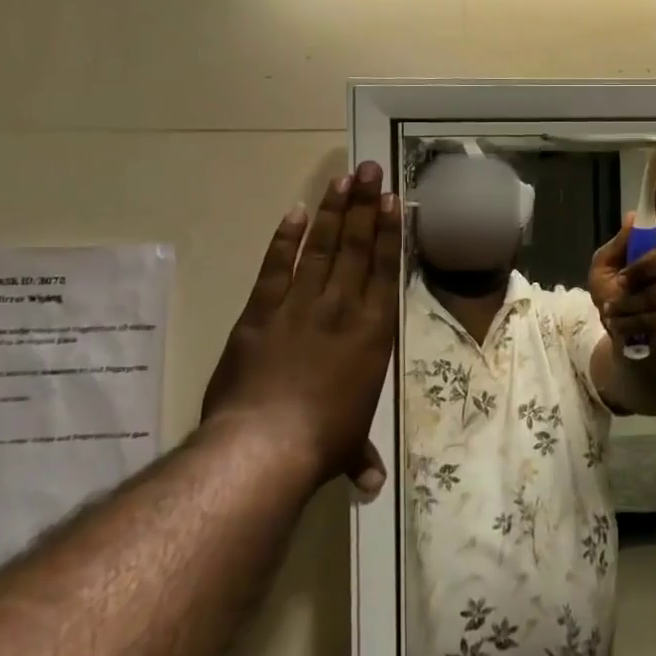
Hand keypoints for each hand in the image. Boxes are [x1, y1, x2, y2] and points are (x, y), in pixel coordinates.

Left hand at [200, 161, 400, 496]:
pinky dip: (285, 240)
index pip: (384, 270)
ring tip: (344, 179)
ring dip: (333, 212)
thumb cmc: (321, 442)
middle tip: (371, 169)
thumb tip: (372, 487)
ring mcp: (300, 306)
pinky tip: (295, 213)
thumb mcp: (348, 447)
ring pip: (321, 248)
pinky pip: (276, 269)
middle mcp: (342, 308)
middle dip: (365, 206)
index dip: (390, 232)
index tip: (394, 200)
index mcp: (373, 332)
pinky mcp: (260, 314)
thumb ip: (361, 457)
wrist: (264, 445)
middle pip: (356, 247)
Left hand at [588, 171, 655, 352]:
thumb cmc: (614, 303)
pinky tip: (625, 327)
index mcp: (652, 248)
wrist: (625, 345)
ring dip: (631, 305)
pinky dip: (637, 323)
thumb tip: (631, 216)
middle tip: (616, 291)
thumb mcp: (603, 273)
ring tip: (614, 314)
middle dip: (638, 275)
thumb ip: (615, 248)